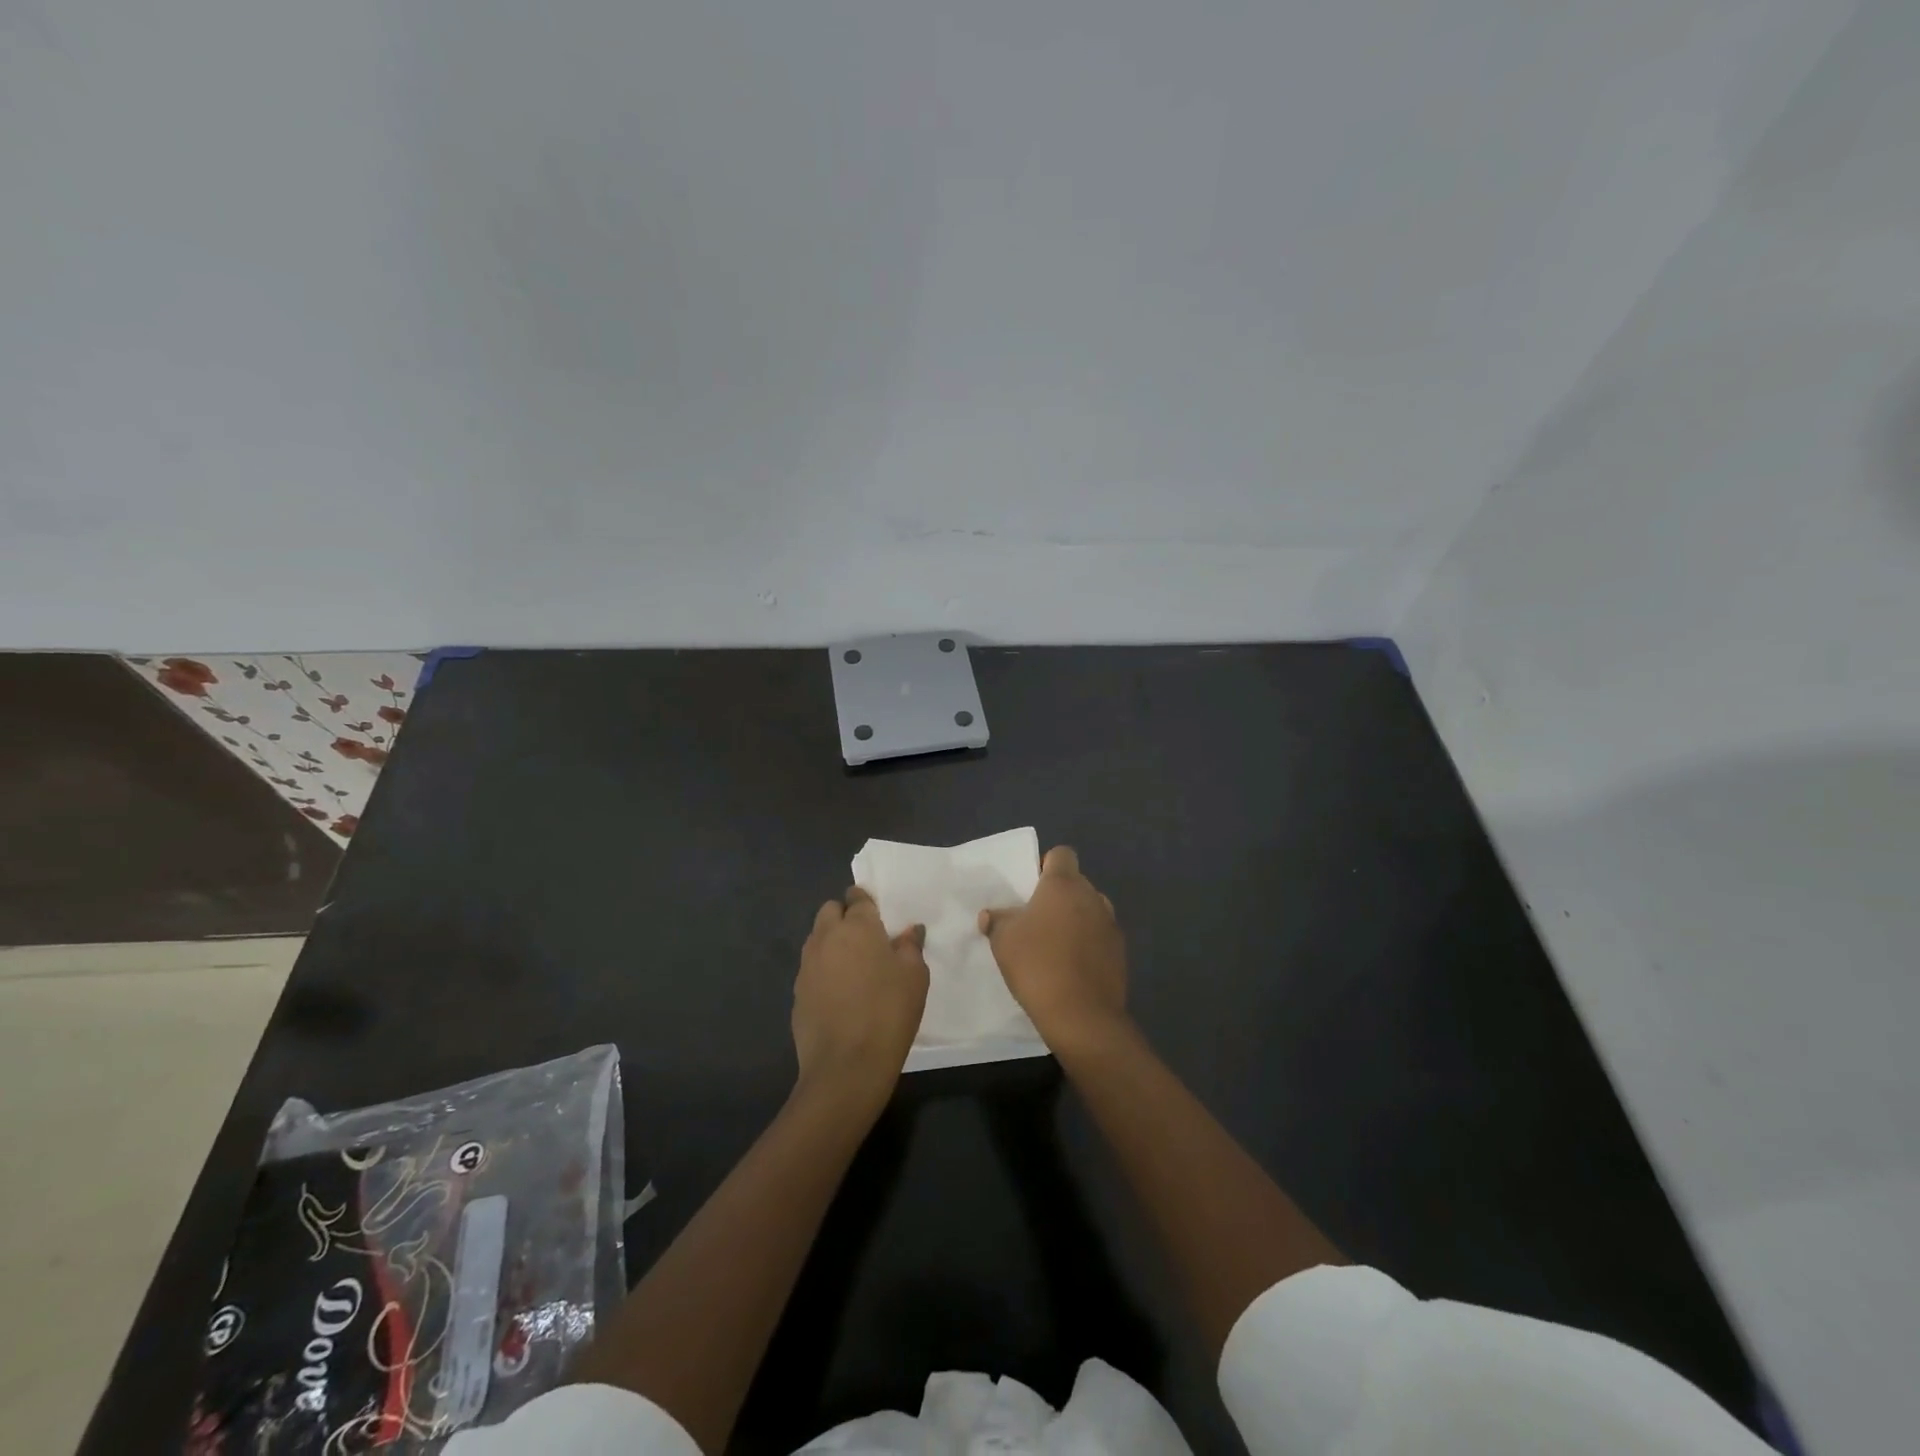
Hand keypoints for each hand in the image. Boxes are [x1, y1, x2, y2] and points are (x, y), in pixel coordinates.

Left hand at [793, 888, 928, 1107]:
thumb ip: (910, 947)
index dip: (866, 901)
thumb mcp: (915, 977)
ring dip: (832, 942)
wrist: (846, 1066)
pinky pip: (811, 968)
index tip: (878, 915)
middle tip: (866, 940)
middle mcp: (826, 937)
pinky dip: (823, 971)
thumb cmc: (888, 1013)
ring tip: (853, 967)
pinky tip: (840, 994)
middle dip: (844, 916)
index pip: (857, 897)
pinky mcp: (797, 992)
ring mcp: (807, 965)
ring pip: (817, 938)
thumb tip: (909, 930)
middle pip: (830, 911)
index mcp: (857, 926)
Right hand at [979, 846, 1127, 1052]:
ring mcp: (1111, 924)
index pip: (1061, 855)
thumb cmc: (1037, 965)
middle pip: (1076, 883)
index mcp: (1064, 884)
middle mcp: (1092, 897)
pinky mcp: (1120, 952)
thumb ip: (997, 920)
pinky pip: (1099, 937)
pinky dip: (1087, 944)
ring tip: (1054, 945)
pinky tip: (1071, 967)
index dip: (1045, 865)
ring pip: (1090, 910)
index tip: (1030, 888)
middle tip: (1036, 919)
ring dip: (1075, 920)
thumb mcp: (1003, 940)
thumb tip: (991, 914)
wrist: (1081, 1015)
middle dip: (1058, 896)